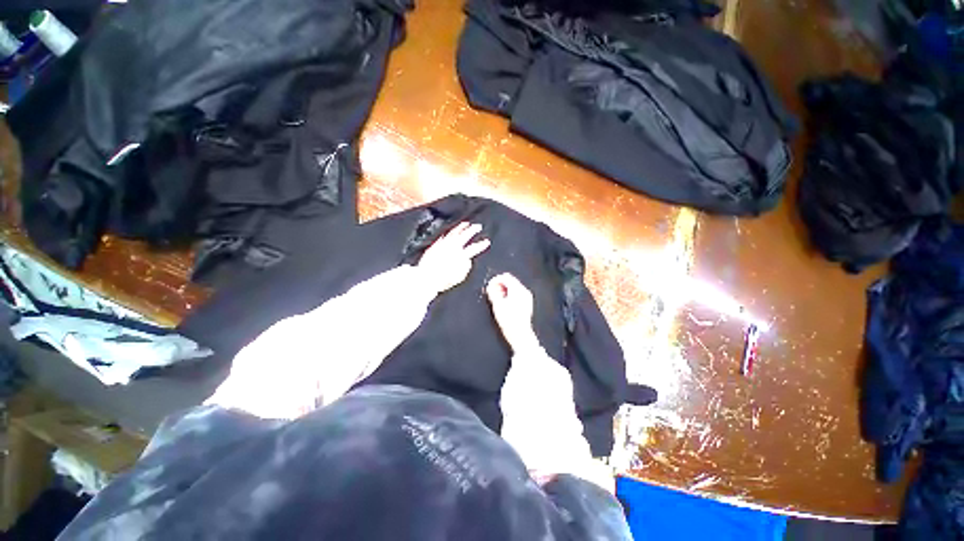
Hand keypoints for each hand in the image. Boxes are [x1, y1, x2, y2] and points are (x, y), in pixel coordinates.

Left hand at [417, 222, 489, 293]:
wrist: (425, 278)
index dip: (481, 245)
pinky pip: (444, 236)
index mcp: (460, 256)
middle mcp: (452, 248)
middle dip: (472, 230)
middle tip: (478, 226)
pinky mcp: (435, 245)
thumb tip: (468, 260)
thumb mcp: (458, 277)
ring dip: (461, 228)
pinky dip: (450, 232)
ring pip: (453, 233)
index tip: (487, 242)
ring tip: (466, 224)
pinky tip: (451, 231)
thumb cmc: (442, 280)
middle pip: (464, 236)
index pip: (473, 248)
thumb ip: (465, 267)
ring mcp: (443, 245)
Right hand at [486, 273, 538, 352]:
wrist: (520, 334)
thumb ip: (493, 292)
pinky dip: (510, 294)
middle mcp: (524, 291)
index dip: (495, 280)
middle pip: (510, 281)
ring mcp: (526, 297)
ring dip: (504, 290)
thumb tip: (490, 286)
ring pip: (514, 287)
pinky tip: (504, 302)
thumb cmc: (509, 321)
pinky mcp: (527, 303)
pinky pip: (517, 293)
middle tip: (492, 291)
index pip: (506, 277)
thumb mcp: (497, 304)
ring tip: (497, 298)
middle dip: (500, 284)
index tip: (490, 285)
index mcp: (517, 289)